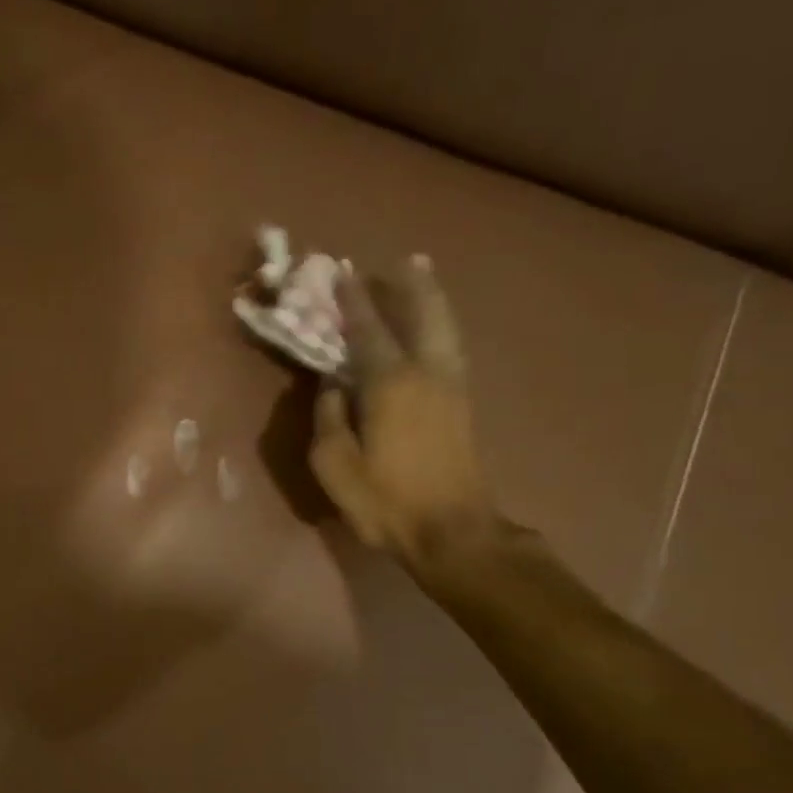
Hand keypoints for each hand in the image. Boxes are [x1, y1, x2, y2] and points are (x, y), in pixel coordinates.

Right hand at [309, 255, 498, 568]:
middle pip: (421, 314)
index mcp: (390, 383)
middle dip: (407, 284)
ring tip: (422, 275)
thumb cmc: (385, 500)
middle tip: (398, 260)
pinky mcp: (463, 405)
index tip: (342, 271)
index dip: (353, 300)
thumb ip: (329, 417)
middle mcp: (426, 373)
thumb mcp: (334, 464)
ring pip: (444, 327)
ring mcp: (451, 387)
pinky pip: (450, 347)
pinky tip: (434, 326)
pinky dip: (441, 324)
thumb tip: (331, 385)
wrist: (452, 531)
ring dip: (430, 298)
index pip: (368, 330)